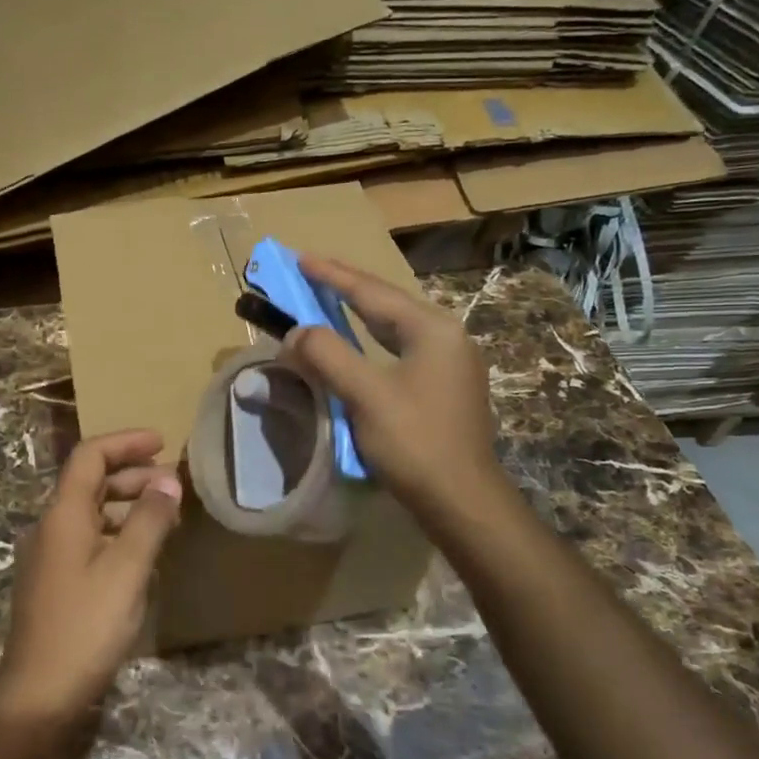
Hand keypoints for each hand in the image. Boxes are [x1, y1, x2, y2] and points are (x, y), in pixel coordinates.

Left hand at [0, 429, 182, 731]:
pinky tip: (144, 553)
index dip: (125, 442)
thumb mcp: (127, 570)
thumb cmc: (86, 626)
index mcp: (63, 515)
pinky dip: (118, 532)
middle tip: (172, 483)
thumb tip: (167, 480)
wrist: (39, 693)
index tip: (162, 443)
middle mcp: (51, 526)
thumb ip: (149, 520)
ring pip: (91, 512)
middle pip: (90, 481)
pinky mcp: (55, 581)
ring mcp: (50, 555)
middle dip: (132, 473)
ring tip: (166, 515)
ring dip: (127, 504)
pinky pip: (89, 539)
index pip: (90, 456)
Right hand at [279, 255, 506, 525]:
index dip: (333, 275)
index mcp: (432, 329)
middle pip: (387, 303)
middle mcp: (447, 336)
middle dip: (347, 287)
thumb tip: (296, 332)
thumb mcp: (365, 395)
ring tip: (330, 298)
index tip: (300, 258)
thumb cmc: (415, 442)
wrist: (461, 500)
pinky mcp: (446, 386)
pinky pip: (401, 348)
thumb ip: (328, 355)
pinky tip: (361, 343)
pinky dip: (373, 340)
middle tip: (311, 271)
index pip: (372, 292)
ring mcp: (450, 362)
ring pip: (396, 326)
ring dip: (360, 313)